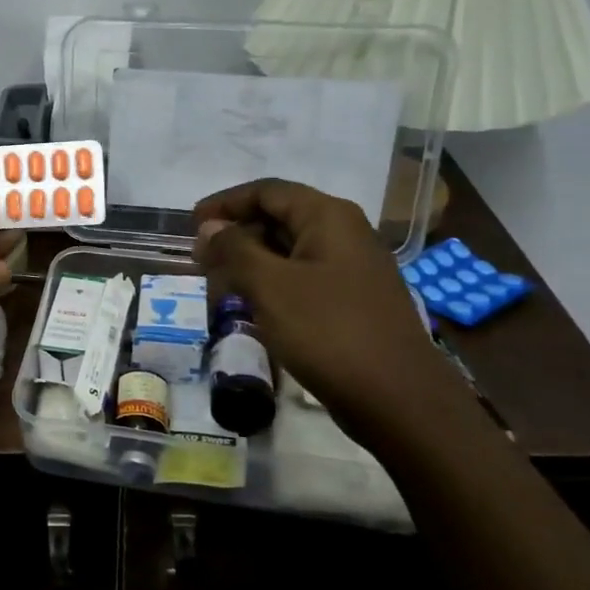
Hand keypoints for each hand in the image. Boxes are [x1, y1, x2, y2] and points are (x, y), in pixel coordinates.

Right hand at [193, 178, 455, 429]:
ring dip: (252, 260)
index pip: (267, 191)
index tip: (191, 224)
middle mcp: (345, 233)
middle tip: (201, 258)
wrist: (398, 399)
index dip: (225, 203)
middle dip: (236, 233)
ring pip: (291, 249)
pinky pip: (304, 277)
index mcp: (328, 217)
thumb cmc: (329, 331)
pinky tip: (253, 305)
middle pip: (280, 216)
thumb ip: (234, 249)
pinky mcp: (353, 300)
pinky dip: (273, 282)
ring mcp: (353, 268)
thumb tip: (209, 226)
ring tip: (218, 282)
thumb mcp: (270, 286)